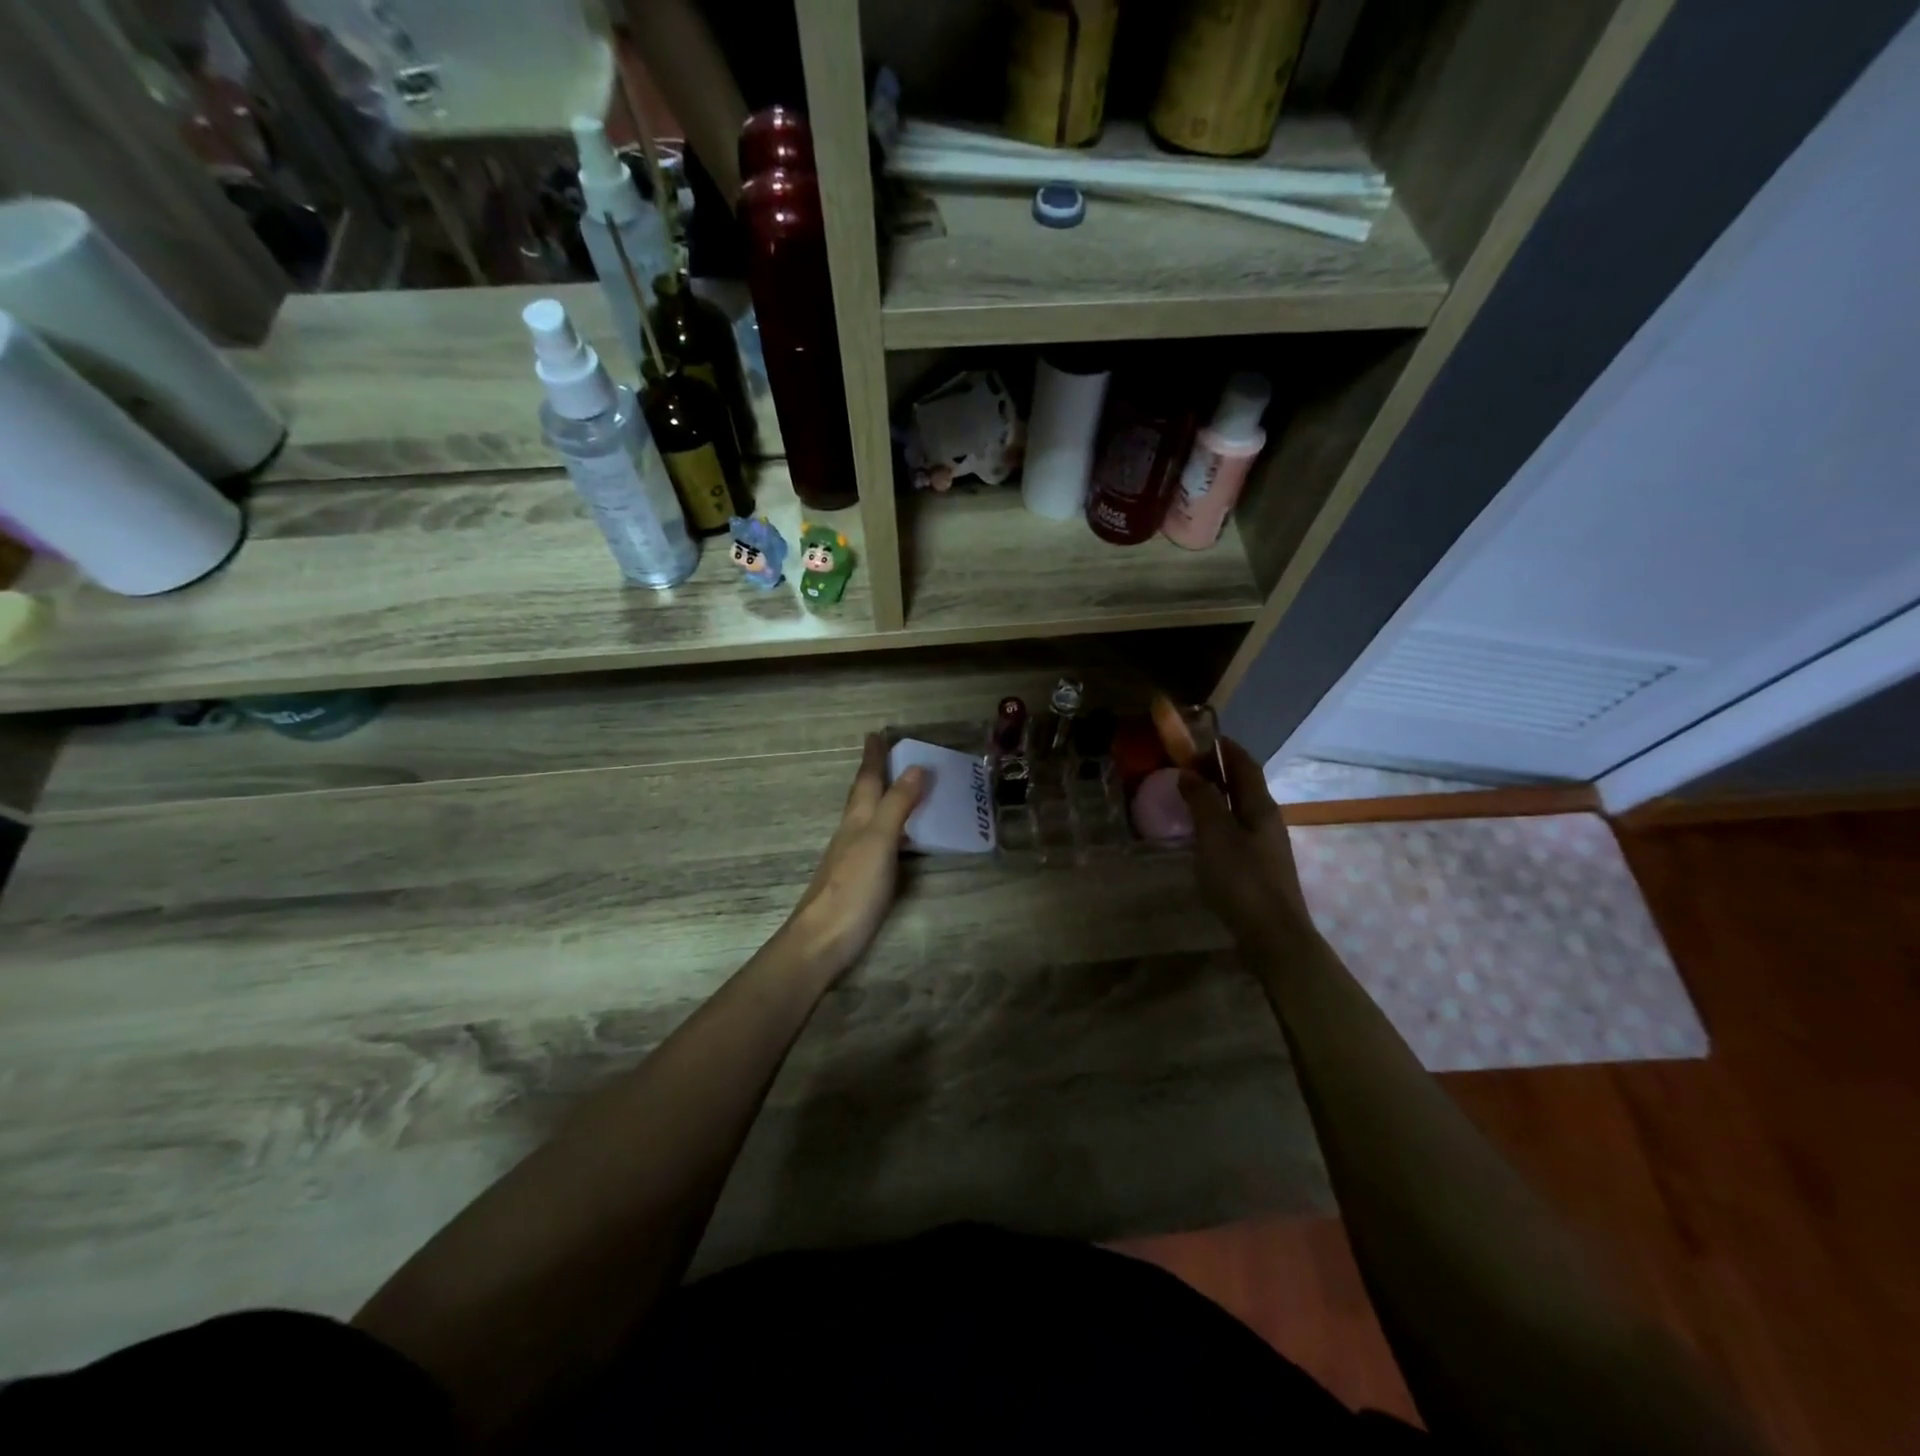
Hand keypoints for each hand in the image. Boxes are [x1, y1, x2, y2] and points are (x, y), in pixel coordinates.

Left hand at [781, 734, 927, 980]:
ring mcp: (852, 858)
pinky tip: (899, 840)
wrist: (821, 941)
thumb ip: (897, 806)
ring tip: (900, 789)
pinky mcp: (858, 880)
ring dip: (882, 800)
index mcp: (857, 820)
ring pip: (868, 819)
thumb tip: (915, 767)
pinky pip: (877, 842)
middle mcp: (852, 834)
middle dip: (875, 775)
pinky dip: (889, 830)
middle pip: (864, 797)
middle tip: (889, 755)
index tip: (876, 734)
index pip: (867, 781)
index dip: (873, 758)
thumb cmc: (852, 889)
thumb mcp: (879, 842)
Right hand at [1177, 737, 1314, 948]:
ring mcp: (1266, 846)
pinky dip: (1218, 821)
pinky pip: (1237, 831)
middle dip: (1219, 771)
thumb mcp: (1215, 834)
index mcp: (1260, 806)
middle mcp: (1267, 820)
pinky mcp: (1260, 868)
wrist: (1273, 935)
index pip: (1245, 765)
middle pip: (1244, 786)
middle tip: (1188, 765)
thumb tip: (1189, 772)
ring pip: (1240, 809)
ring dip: (1218, 797)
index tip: (1203, 736)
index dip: (1226, 748)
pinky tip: (1203, 834)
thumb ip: (1202, 800)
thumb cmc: (1242, 879)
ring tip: (1191, 796)